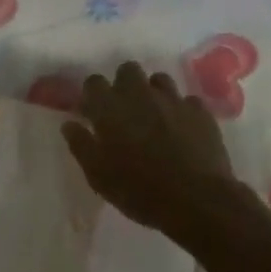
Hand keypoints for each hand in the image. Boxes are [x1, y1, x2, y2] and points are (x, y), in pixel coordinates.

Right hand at [61, 60, 235, 236]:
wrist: (196, 201)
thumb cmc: (139, 190)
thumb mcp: (98, 175)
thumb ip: (81, 145)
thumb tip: (69, 124)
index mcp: (110, 108)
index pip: (94, 82)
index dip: (92, 95)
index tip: (93, 113)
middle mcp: (141, 94)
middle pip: (128, 70)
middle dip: (123, 84)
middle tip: (124, 111)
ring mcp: (173, 100)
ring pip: (159, 80)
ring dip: (152, 93)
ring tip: (154, 118)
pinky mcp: (200, 112)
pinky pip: (186, 100)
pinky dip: (180, 111)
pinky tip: (181, 130)